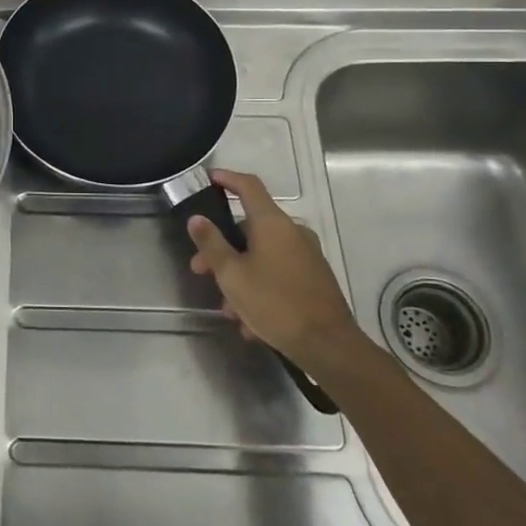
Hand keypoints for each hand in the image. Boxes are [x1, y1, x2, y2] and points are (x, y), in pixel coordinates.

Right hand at [186, 169, 361, 369]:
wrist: (329, 346)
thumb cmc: (275, 303)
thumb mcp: (232, 275)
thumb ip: (211, 244)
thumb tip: (197, 218)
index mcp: (273, 223)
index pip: (248, 186)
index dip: (227, 178)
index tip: (209, 180)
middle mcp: (292, 232)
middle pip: (249, 229)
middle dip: (222, 250)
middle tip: (201, 270)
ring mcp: (306, 255)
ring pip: (262, 257)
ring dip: (239, 277)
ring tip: (228, 310)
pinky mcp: (314, 278)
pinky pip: (278, 274)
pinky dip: (260, 289)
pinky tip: (250, 323)